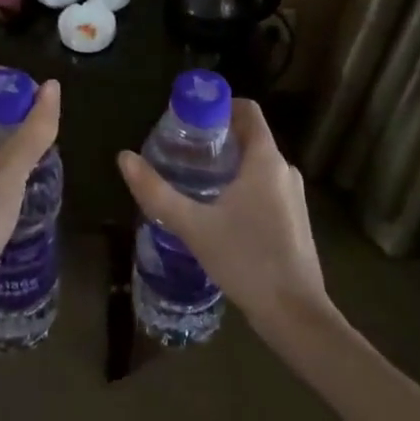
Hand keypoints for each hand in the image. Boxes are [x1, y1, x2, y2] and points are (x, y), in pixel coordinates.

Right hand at [117, 98, 329, 333]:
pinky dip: (242, 186)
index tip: (188, 118)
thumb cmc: (246, 260)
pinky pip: (265, 186)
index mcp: (266, 160)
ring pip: (256, 164)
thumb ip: (156, 192)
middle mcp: (284, 170)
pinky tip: (218, 211)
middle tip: (181, 152)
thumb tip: (124, 158)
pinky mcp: (294, 219)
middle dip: (216, 138)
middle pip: (249, 137)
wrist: (295, 315)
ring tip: (194, 180)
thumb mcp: (193, 226)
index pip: (247, 110)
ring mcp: (293, 196)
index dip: (218, 105)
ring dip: (228, 164)